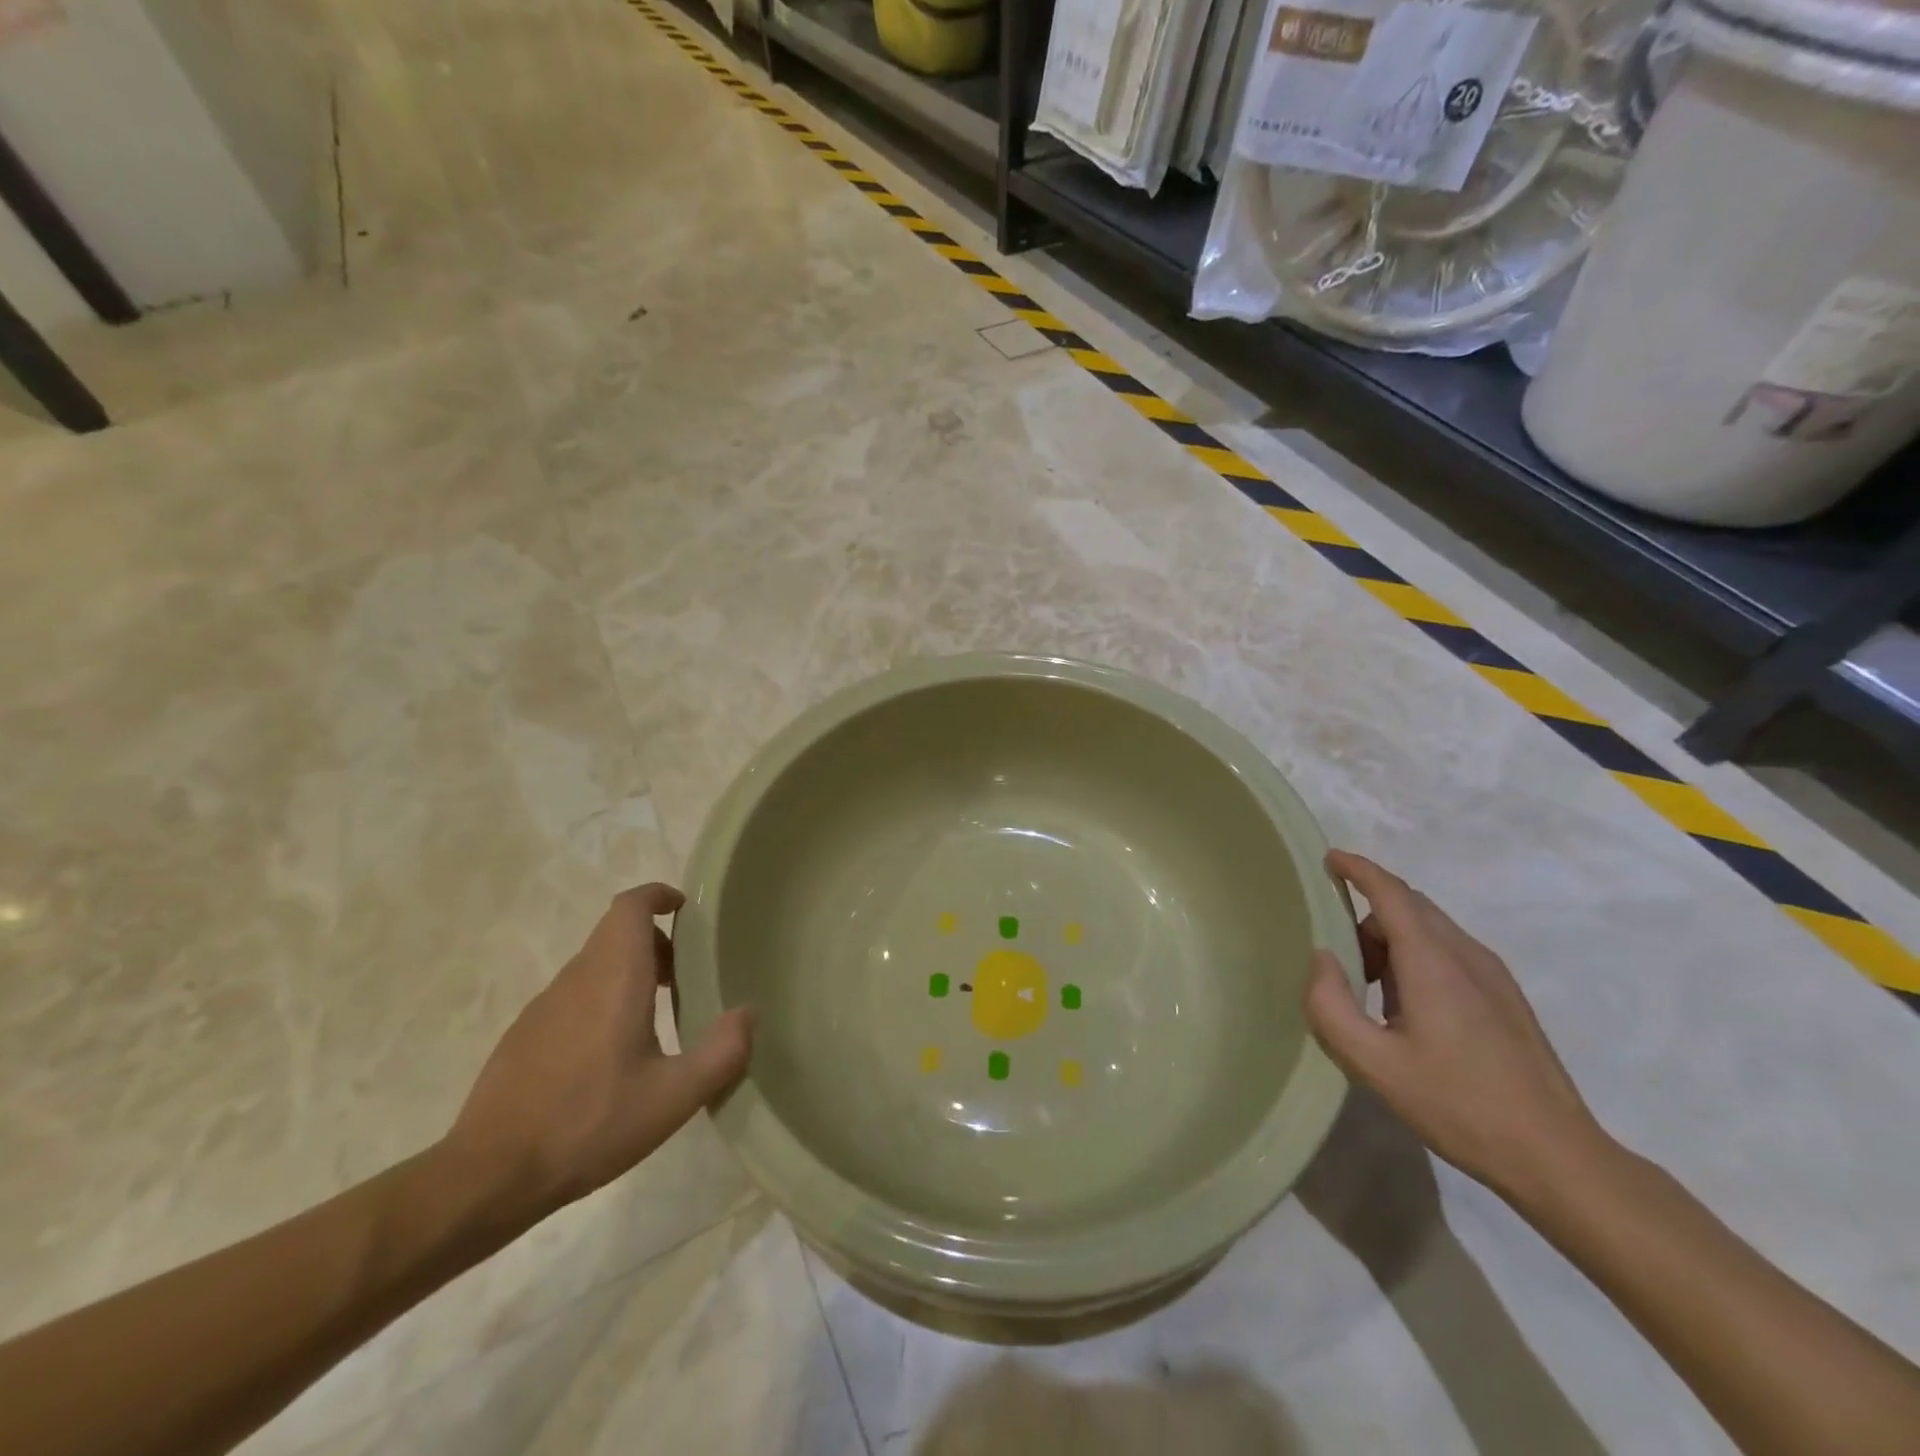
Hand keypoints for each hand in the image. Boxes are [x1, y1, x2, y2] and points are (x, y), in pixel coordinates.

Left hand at [440, 884, 753, 1219]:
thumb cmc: (590, 1124)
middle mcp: (577, 978)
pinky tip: (611, 1055)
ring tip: (656, 1017)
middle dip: (655, 941)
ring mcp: (544, 1005)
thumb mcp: (674, 1098)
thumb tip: (749, 1013)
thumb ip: (723, 1052)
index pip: (631, 906)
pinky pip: (574, 995)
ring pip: (595, 964)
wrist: (489, 1175)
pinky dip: (602, 999)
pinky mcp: (524, 1034)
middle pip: (616, 932)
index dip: (658, 896)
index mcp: (614, 978)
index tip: (686, 910)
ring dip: (629, 971)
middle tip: (685, 975)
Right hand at [1304, 850, 1605, 1199]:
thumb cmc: (1459, 1105)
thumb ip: (1331, 1006)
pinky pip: (1450, 952)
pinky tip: (1411, 1011)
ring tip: (1372, 993)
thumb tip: (1321, 958)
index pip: (1391, 893)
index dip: (1358, 869)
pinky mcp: (1507, 997)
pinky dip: (1417, 957)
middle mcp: (1466, 954)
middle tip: (1339, 956)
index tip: (1328, 859)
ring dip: (1392, 939)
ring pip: (1431, 929)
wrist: (1557, 1156)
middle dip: (1368, 914)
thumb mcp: (1374, 1064)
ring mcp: (1493, 975)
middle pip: (1410, 906)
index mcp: (1433, 962)